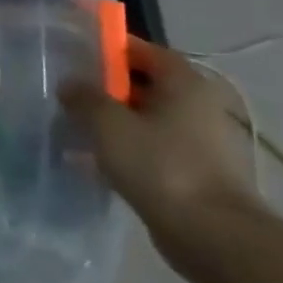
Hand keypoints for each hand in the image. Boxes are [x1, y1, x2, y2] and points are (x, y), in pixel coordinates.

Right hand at [61, 36, 266, 250]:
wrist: (213, 235)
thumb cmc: (160, 165)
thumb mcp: (108, 123)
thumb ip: (84, 97)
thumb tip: (70, 83)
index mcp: (184, 83)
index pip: (143, 50)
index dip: (109, 47)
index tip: (75, 52)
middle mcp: (198, 105)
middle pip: (145, 84)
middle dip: (106, 86)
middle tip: (69, 91)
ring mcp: (200, 141)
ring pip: (146, 118)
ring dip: (113, 120)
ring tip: (74, 127)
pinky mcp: (195, 172)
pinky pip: (151, 147)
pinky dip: (125, 147)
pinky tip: (94, 159)